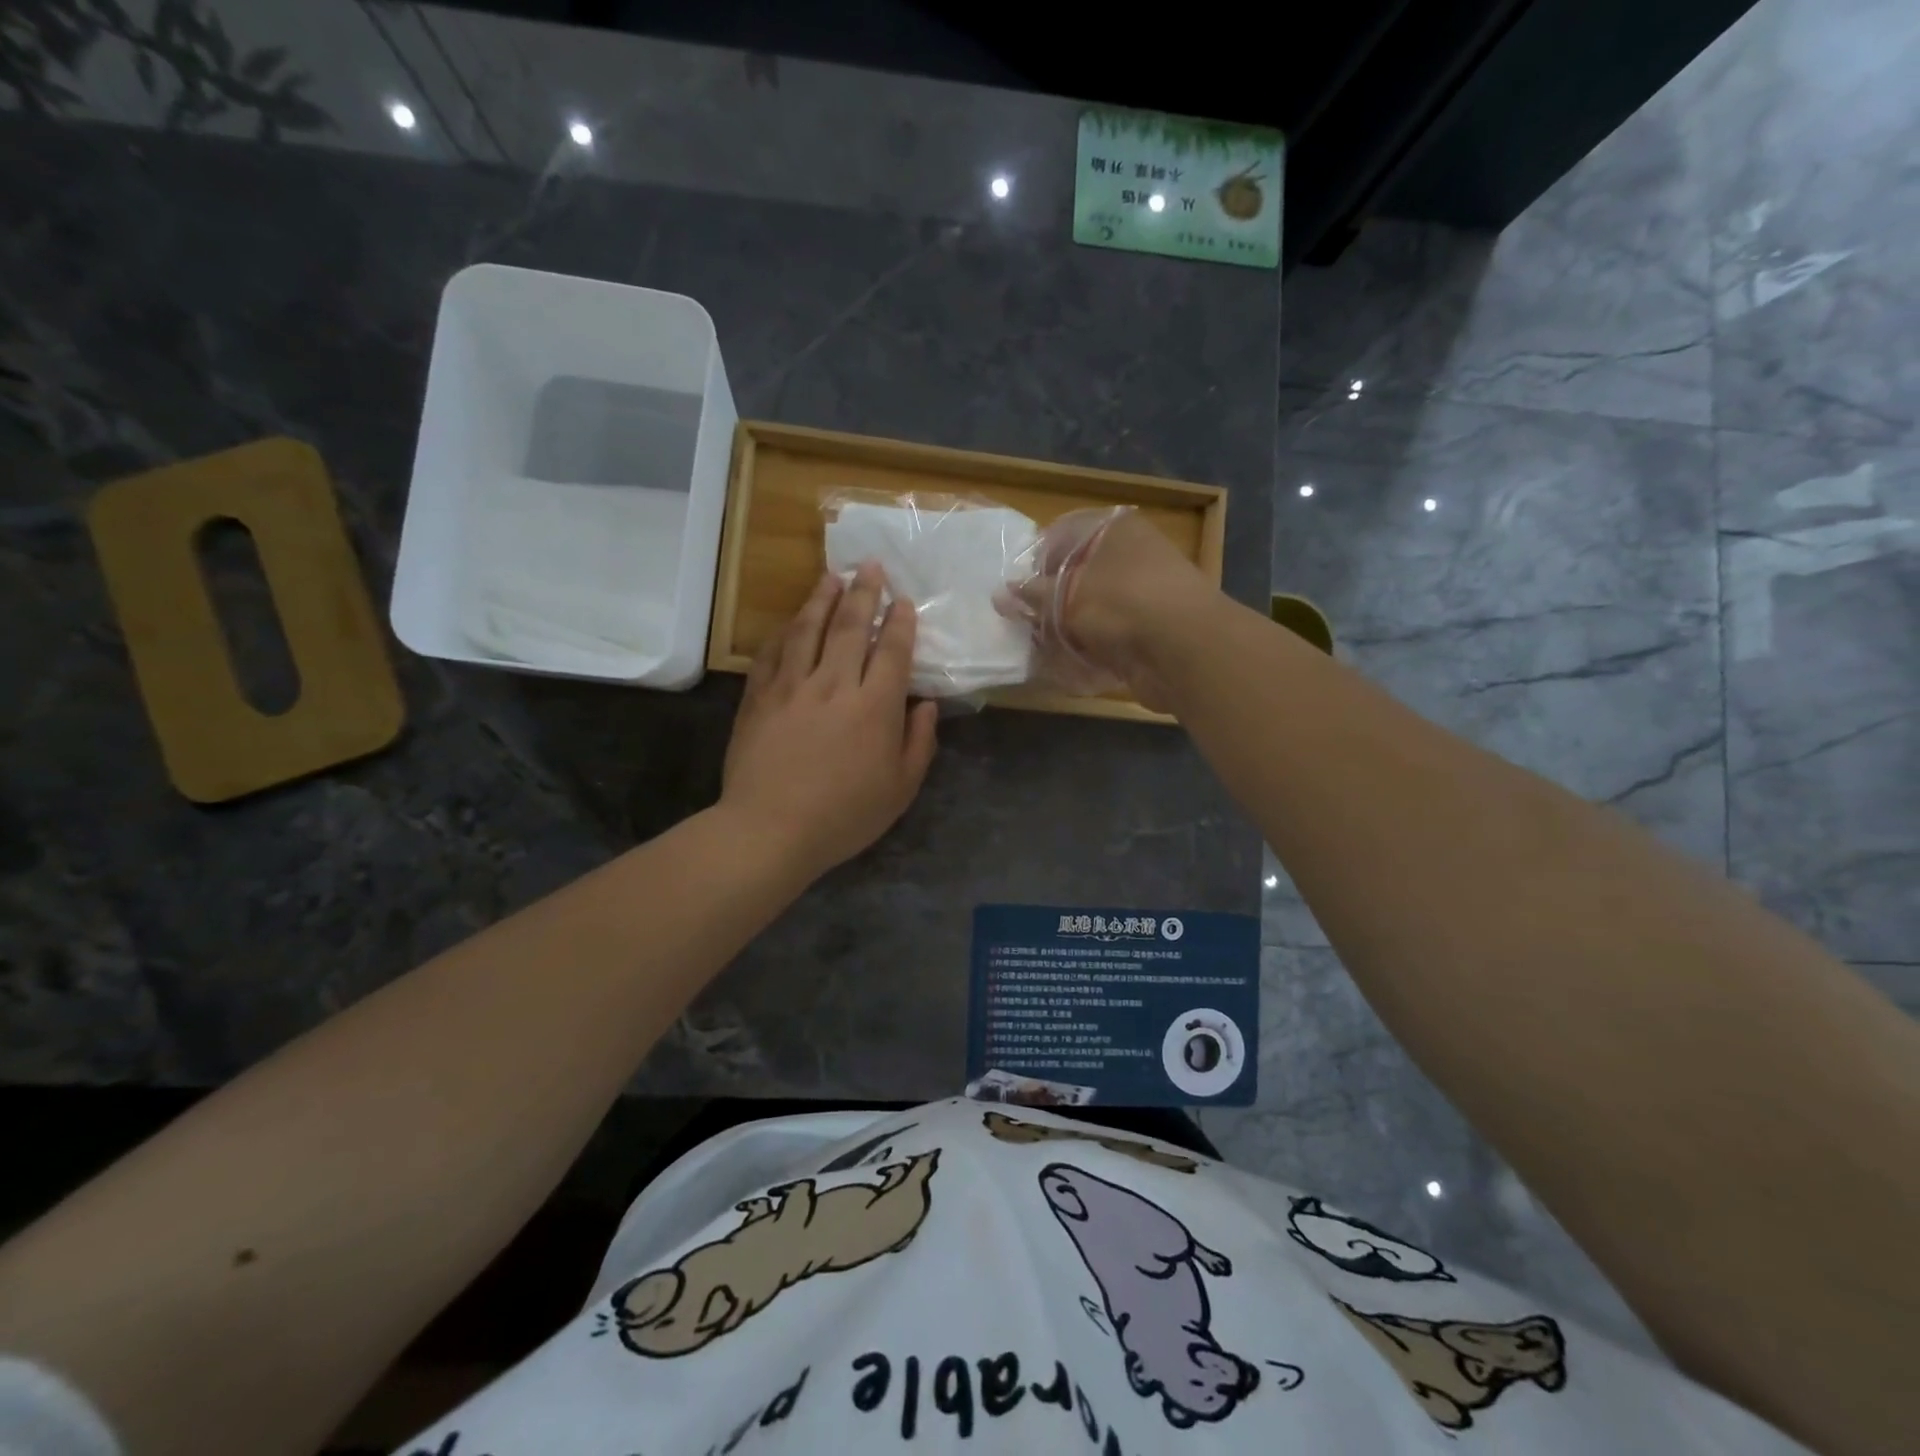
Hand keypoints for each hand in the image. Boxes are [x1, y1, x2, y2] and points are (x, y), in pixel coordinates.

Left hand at [721, 563, 939, 879]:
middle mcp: (834, 684)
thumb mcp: (900, 789)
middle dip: (863, 593)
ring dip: (822, 599)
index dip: (899, 622)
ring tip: (831, 576)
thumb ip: (919, 742)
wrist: (770, 829)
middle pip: (850, 627)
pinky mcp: (759, 697)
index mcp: (874, 706)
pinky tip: (790, 622)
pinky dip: (784, 632)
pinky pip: (773, 653)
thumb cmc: (844, 815)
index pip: (891, 651)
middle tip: (870, 565)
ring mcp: (792, 687)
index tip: (903, 601)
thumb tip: (926, 705)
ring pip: (808, 630)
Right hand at [1004, 508, 1215, 711]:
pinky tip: (1073, 664)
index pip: (1062, 535)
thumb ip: (1032, 595)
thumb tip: (1002, 594)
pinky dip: (1091, 648)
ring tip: (1046, 648)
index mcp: (1114, 529)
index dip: (1036, 562)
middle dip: (1050, 602)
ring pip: (1092, 609)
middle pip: (1078, 574)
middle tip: (1027, 624)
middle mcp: (1132, 554)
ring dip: (1069, 629)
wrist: (1183, 649)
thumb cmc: (1118, 604)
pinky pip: (1110, 635)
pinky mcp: (1151, 630)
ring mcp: (1144, 593)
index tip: (1018, 592)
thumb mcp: (1064, 596)